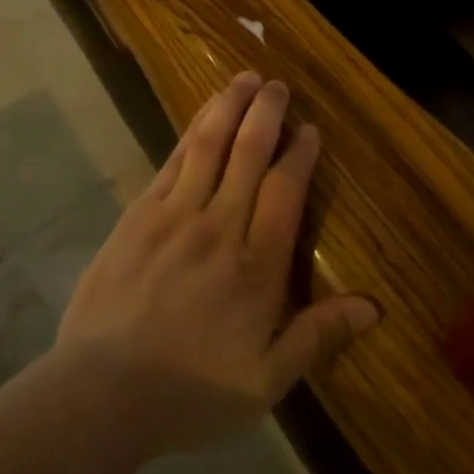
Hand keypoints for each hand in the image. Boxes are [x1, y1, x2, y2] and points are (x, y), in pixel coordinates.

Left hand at [56, 71, 379, 456]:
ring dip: (228, 107)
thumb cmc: (190, 392)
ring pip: (208, 146)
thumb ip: (317, 337)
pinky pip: (171, 161)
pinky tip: (202, 116)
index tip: (311, 129)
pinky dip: (190, 132)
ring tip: (244, 79)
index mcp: (256, 266)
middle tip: (278, 85)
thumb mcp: (264, 382)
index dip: (300, 154)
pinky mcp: (138, 215)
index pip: (286, 191)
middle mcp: (219, 227)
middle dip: (267, 114)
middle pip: (249, 154)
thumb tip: (373, 307)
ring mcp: (174, 215)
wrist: (101, 394)